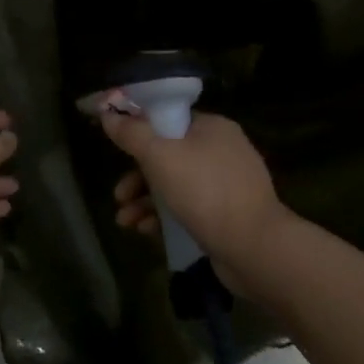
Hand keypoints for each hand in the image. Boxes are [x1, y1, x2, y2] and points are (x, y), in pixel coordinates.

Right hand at [100, 105, 290, 283]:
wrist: (254, 248)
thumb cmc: (204, 192)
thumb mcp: (159, 156)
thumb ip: (131, 133)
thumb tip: (108, 114)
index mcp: (212, 128)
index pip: (167, 119)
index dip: (138, 132)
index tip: (116, 150)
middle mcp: (222, 151)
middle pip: (167, 155)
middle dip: (136, 177)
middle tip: (119, 196)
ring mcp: (226, 185)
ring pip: (174, 185)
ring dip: (145, 201)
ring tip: (125, 220)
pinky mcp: (227, 216)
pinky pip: (187, 208)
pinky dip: (164, 217)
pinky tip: (146, 231)